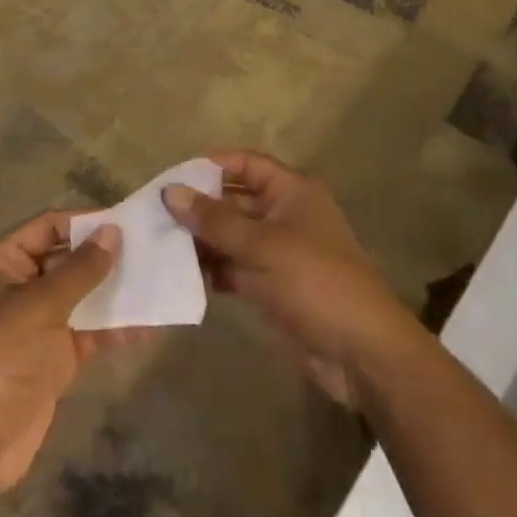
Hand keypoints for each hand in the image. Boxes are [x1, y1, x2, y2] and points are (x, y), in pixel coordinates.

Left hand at [0, 212, 140, 492]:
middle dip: (104, 255)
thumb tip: (113, 232)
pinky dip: (115, 327)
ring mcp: (38, 323)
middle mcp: (19, 286)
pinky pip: (89, 332)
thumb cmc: (2, 356)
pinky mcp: (55, 357)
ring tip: (157, 279)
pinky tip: (149, 323)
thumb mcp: (41, 305)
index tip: (125, 220)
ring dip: (115, 290)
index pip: (48, 227)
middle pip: (67, 259)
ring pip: (82, 296)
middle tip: (149, 248)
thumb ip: (80, 269)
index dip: (84, 222)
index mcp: (3, 262)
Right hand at [164, 151, 415, 406]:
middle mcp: (284, 214)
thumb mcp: (262, 246)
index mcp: (291, 191)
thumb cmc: (315, 282)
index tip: (172, 177)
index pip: (245, 163)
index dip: (210, 165)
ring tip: (159, 246)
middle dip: (198, 207)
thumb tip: (170, 191)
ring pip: (231, 235)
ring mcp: (278, 251)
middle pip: (234, 199)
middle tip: (154, 215)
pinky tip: (180, 275)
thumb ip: (214, 220)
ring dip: (201, 240)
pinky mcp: (272, 285)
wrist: (362, 353)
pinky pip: (234, 267)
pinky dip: (212, 269)